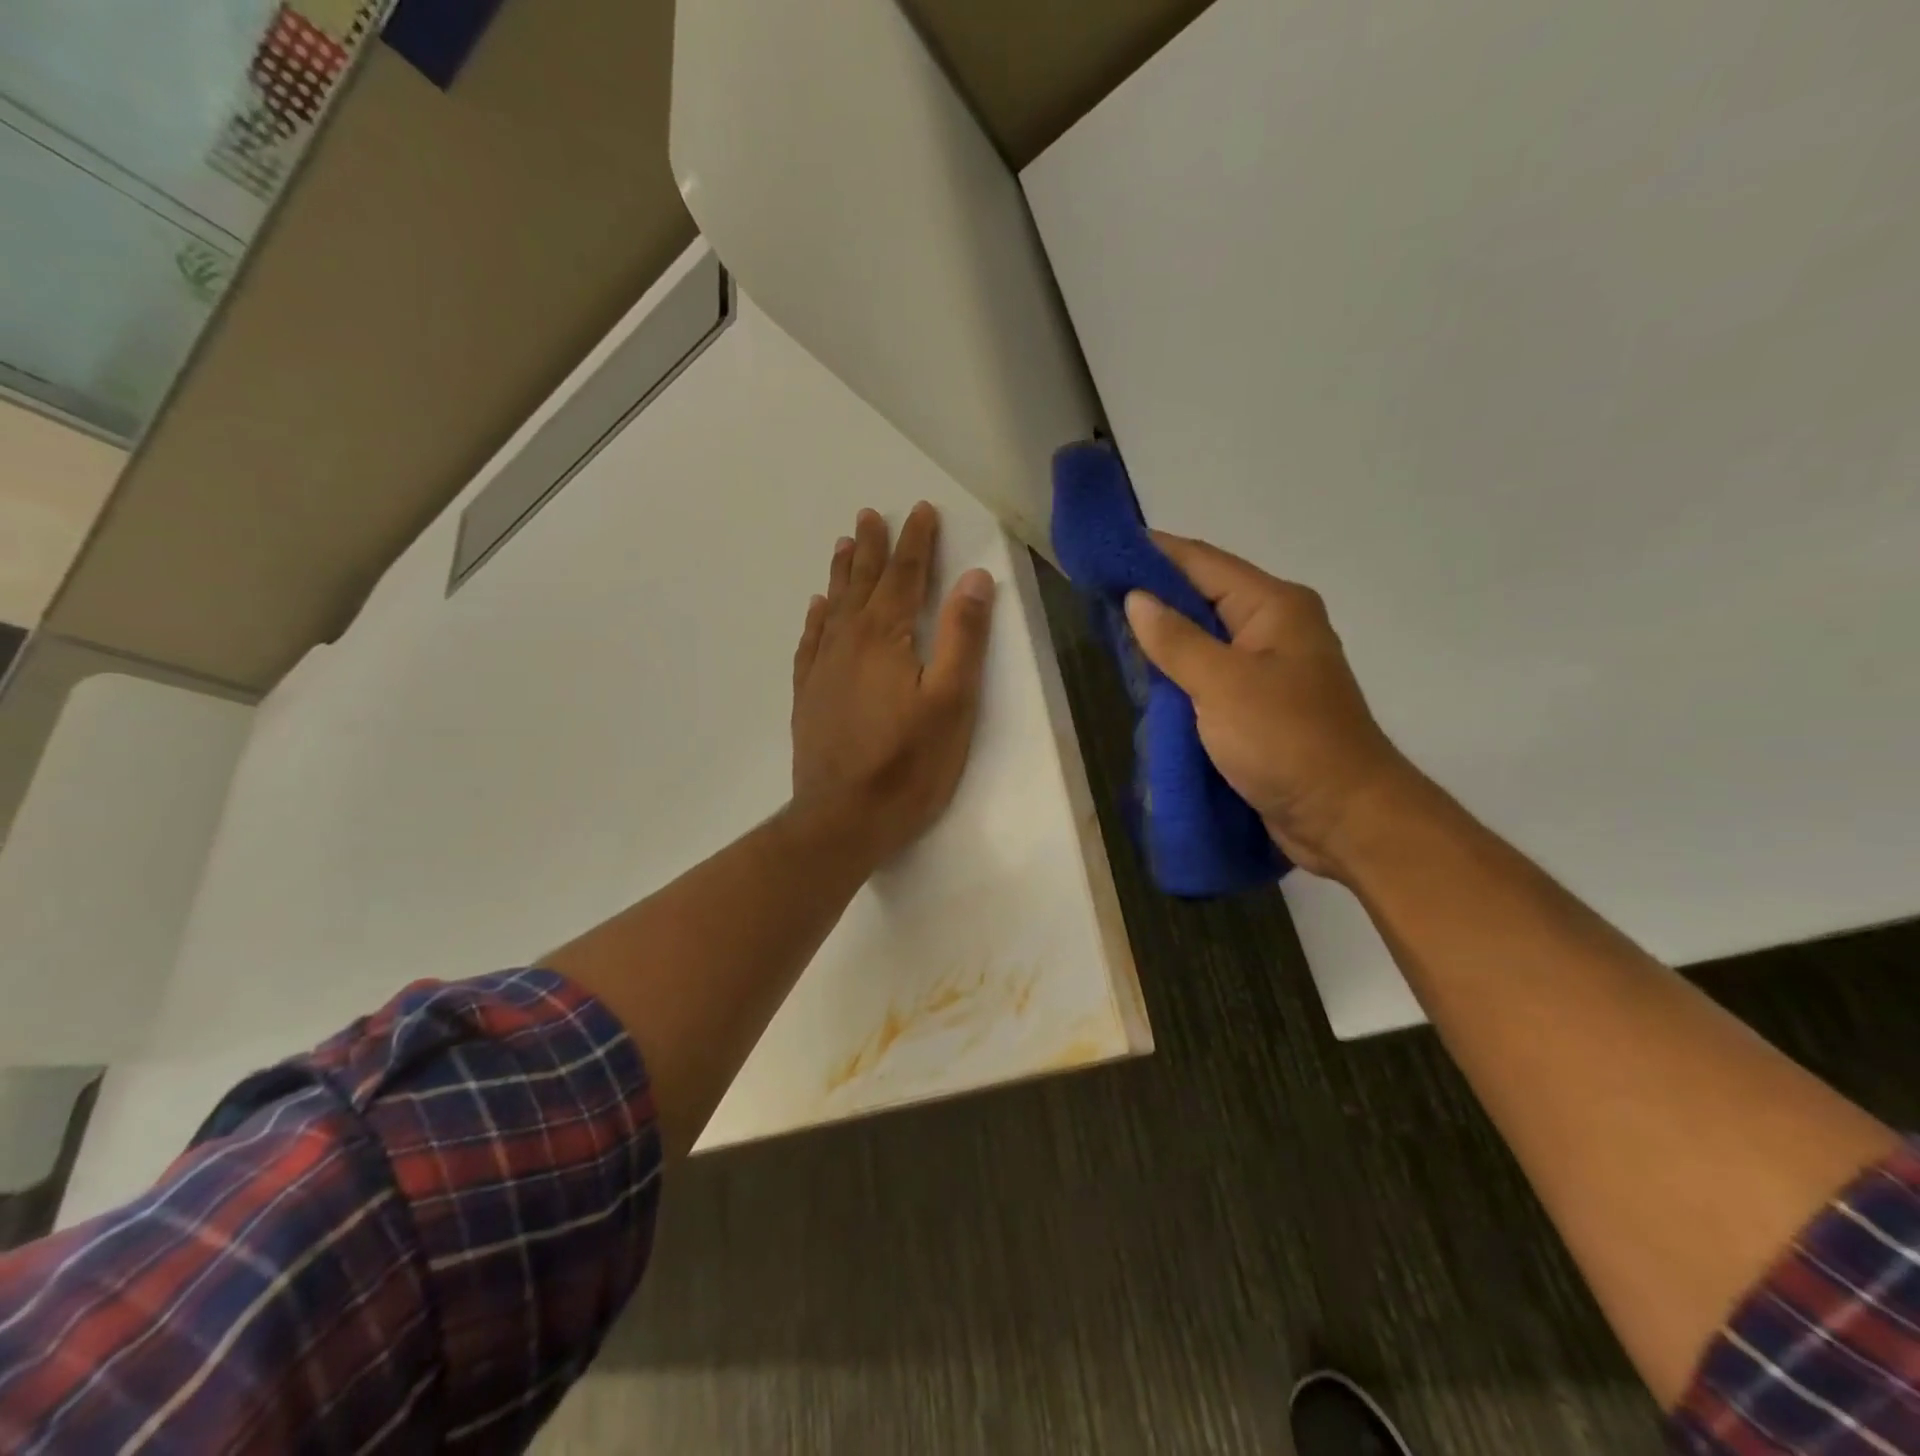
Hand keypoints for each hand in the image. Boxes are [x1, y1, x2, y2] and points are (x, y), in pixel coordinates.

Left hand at [790, 502, 996, 866]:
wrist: (842, 819)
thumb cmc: (908, 764)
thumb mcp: (952, 702)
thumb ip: (963, 637)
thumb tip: (975, 578)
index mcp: (887, 636)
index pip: (905, 576)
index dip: (917, 542)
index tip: (921, 510)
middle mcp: (848, 641)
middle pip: (864, 583)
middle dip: (874, 546)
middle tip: (871, 514)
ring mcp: (822, 669)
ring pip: (834, 606)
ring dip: (842, 573)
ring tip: (844, 544)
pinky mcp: (809, 696)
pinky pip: (810, 641)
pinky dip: (817, 618)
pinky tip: (817, 609)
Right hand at [1124, 533, 1418, 878]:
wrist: (1344, 817)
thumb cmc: (1287, 741)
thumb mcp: (1223, 685)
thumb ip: (1176, 640)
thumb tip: (1135, 598)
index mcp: (1273, 606)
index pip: (1201, 562)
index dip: (1151, 553)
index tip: (1102, 551)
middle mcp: (1272, 627)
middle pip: (1202, 596)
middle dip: (1151, 596)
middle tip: (1094, 595)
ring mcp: (1267, 668)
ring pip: (1202, 639)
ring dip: (1161, 638)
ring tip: (1107, 632)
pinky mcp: (1258, 705)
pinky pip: (1208, 675)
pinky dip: (1177, 673)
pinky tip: (1143, 677)